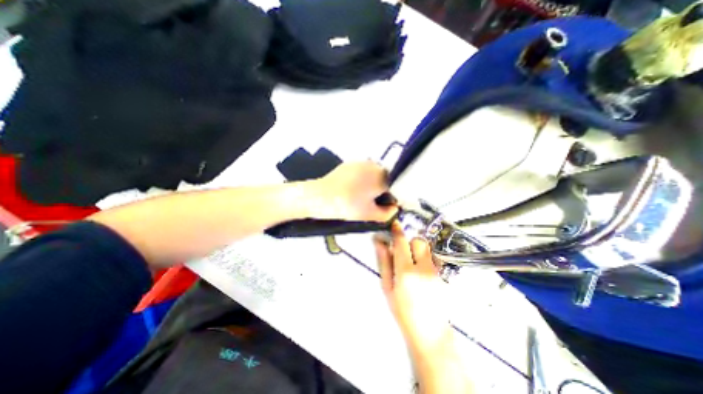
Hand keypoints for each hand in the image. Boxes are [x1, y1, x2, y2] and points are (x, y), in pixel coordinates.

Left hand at [310, 162, 396, 223]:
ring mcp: (360, 163)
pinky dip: (360, 180)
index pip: (395, 188)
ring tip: (358, 197)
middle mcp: (373, 165)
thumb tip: (394, 210)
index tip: (382, 207)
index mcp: (382, 177)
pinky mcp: (349, 164)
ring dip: (370, 185)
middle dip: (380, 191)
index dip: (390, 199)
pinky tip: (351, 190)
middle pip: (385, 180)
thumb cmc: (346, 205)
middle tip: (369, 203)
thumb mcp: (370, 214)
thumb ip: (388, 214)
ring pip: (373, 175)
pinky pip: (362, 172)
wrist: (320, 196)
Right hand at [376, 223, 453, 354]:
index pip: (402, 242)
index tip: (394, 224)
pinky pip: (432, 257)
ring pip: (427, 247)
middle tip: (402, 251)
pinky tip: (419, 270)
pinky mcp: (442, 274)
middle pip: (418, 241)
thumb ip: (384, 262)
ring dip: (417, 248)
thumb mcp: (387, 287)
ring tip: (411, 261)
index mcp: (405, 271)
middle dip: (409, 241)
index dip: (397, 231)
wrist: (429, 332)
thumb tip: (379, 242)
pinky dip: (424, 256)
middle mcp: (423, 267)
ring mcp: (435, 270)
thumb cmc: (402, 311)